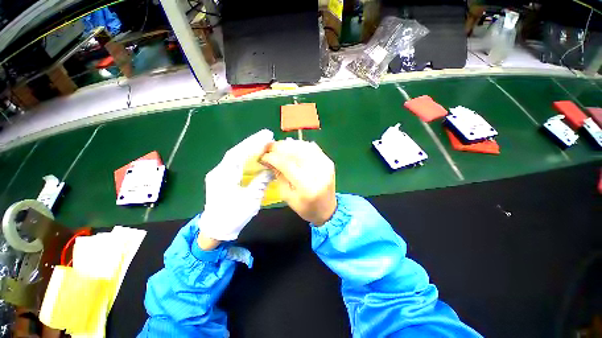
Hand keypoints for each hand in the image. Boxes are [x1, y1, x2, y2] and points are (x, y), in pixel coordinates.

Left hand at [198, 129, 273, 241]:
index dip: (252, 143)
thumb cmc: (232, 216)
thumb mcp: (250, 200)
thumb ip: (261, 182)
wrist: (215, 230)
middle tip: (267, 135)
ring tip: (263, 142)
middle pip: (236, 152)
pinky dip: (245, 157)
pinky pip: (234, 163)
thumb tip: (270, 169)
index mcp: (223, 176)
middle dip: (251, 142)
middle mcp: (218, 171)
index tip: (266, 136)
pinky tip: (254, 155)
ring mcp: (219, 174)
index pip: (238, 154)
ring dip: (248, 148)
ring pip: (235, 157)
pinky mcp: (221, 178)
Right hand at [261, 139, 336, 225]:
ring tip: (278, 147)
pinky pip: (312, 147)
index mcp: (307, 187)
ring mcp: (325, 165)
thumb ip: (278, 176)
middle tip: (268, 147)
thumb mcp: (287, 196)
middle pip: (296, 152)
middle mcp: (318, 173)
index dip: (273, 157)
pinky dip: (300, 145)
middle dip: (279, 147)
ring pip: (304, 146)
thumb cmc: (305, 207)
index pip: (287, 164)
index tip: (263, 156)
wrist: (327, 209)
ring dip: (289, 144)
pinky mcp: (328, 161)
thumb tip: (269, 159)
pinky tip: (292, 147)